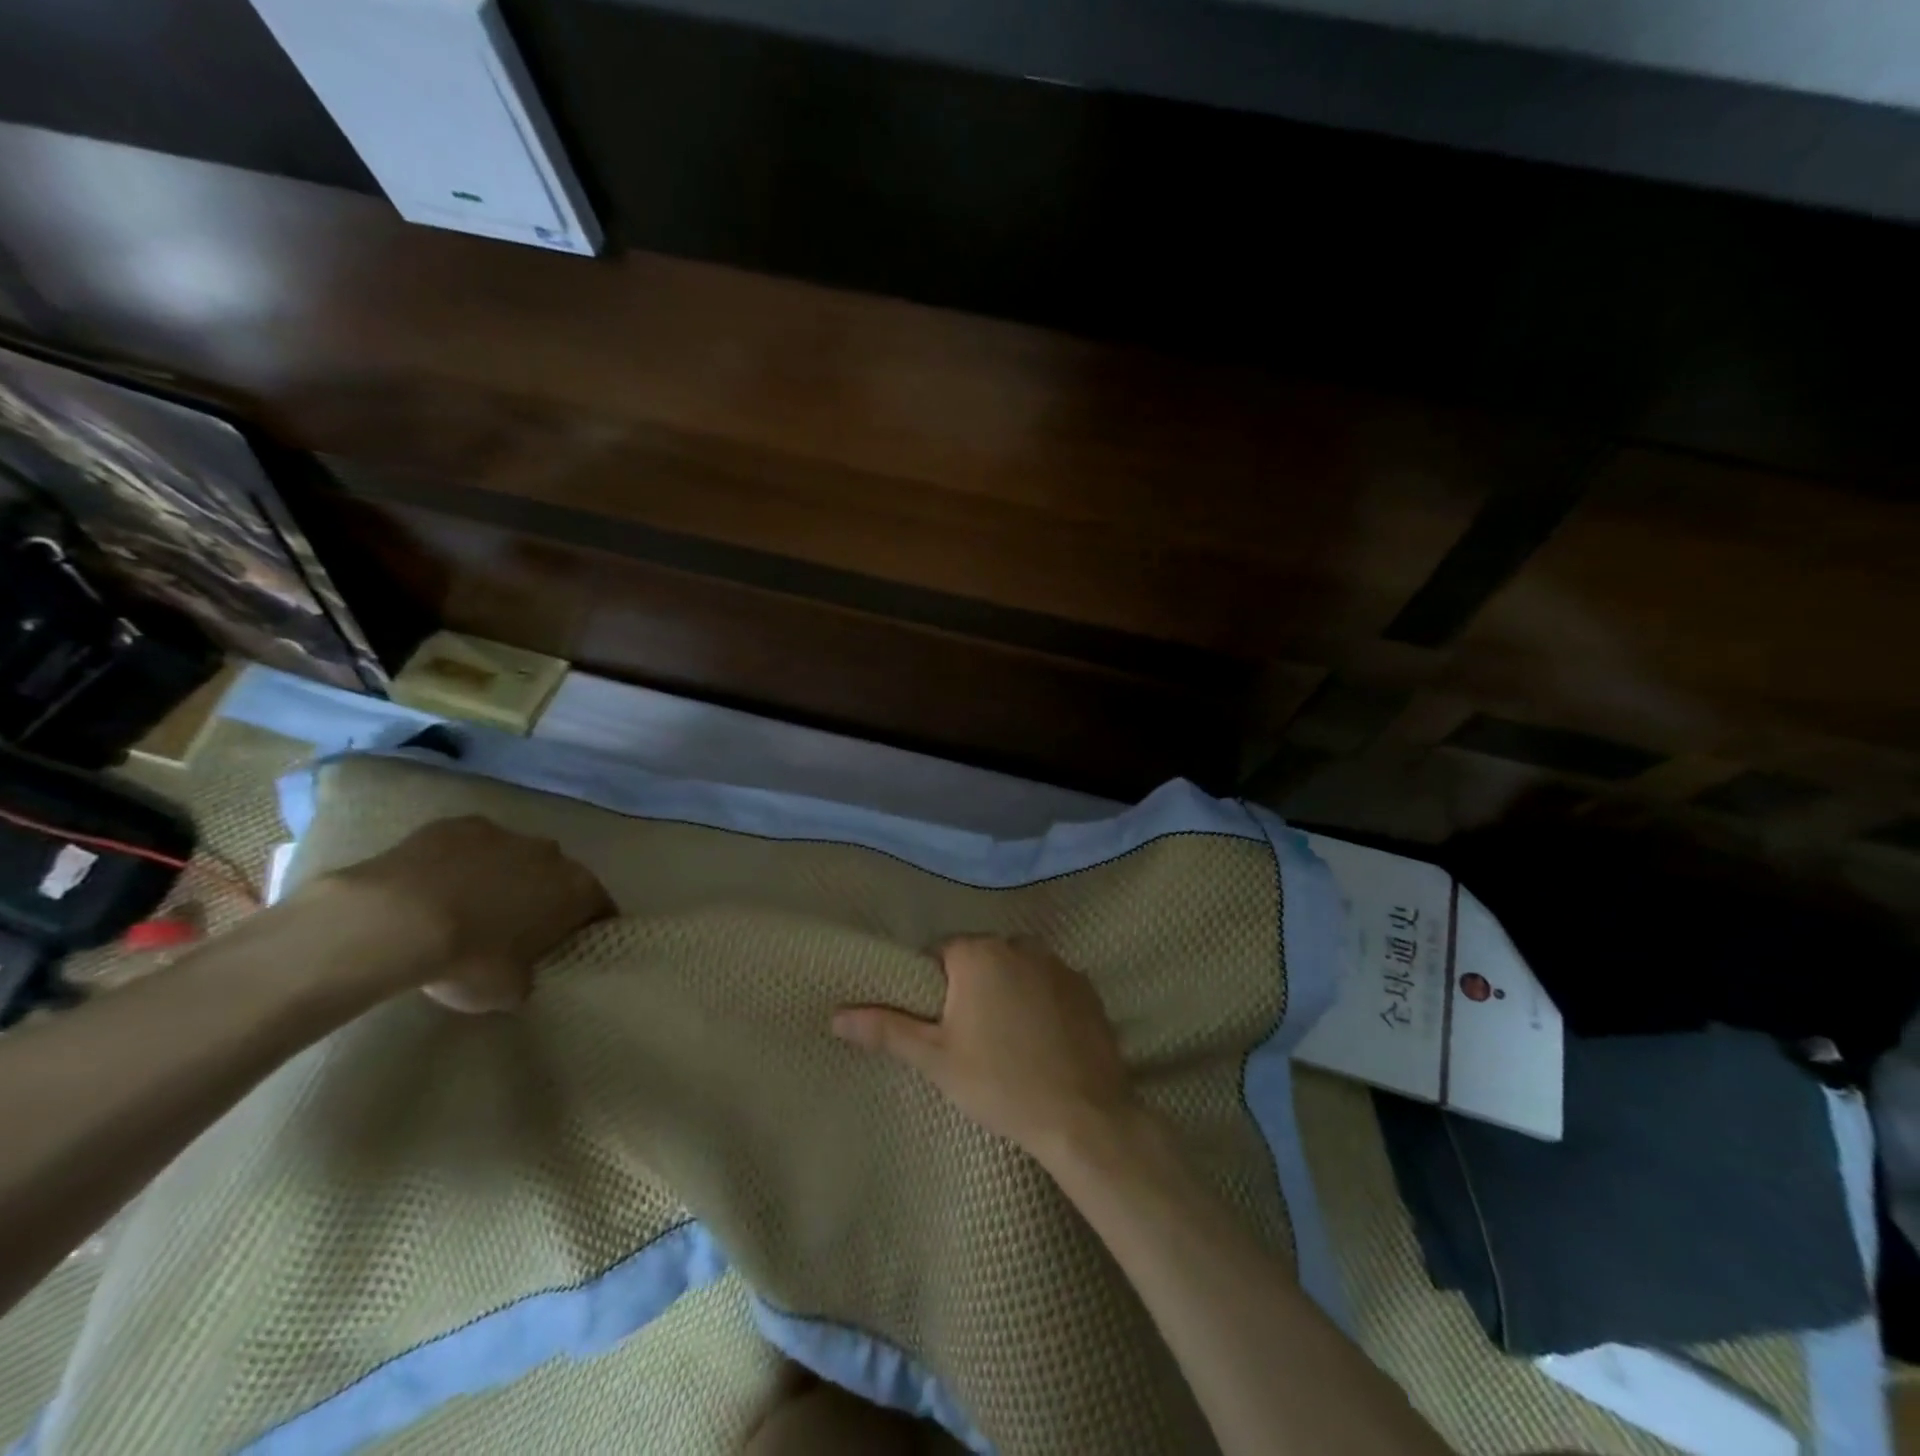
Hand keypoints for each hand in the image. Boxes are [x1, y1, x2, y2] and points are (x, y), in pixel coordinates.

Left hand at [311, 816, 612, 1011]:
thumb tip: (522, 974)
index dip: (588, 927)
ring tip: (469, 909)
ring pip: (514, 856)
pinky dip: (462, 864)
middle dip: (544, 897)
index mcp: (576, 889)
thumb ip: (529, 976)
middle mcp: (551, 853)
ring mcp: (504, 834)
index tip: (571, 945)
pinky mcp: (457, 825)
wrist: (395, 920)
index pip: (600, 907)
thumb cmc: (469, 958)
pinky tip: (436, 889)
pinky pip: (470, 846)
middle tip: (518, 930)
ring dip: (503, 877)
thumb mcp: (509, 990)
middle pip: (558, 876)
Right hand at [832, 935, 1136, 1158]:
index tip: (938, 1022)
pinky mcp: (1086, 987)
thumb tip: (836, 1015)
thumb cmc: (1000, 1083)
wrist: (1083, 1117)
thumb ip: (887, 1029)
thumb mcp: (936, 1058)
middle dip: (971, 987)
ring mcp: (1058, 964)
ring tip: (1008, 1040)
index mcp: (979, 954)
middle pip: (981, 958)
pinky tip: (1042, 1039)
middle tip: (970, 1036)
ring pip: (1017, 968)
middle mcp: (1020, 945)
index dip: (934, 986)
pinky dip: (1041, 1000)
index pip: (941, 952)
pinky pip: (1049, 984)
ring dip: (1007, 990)